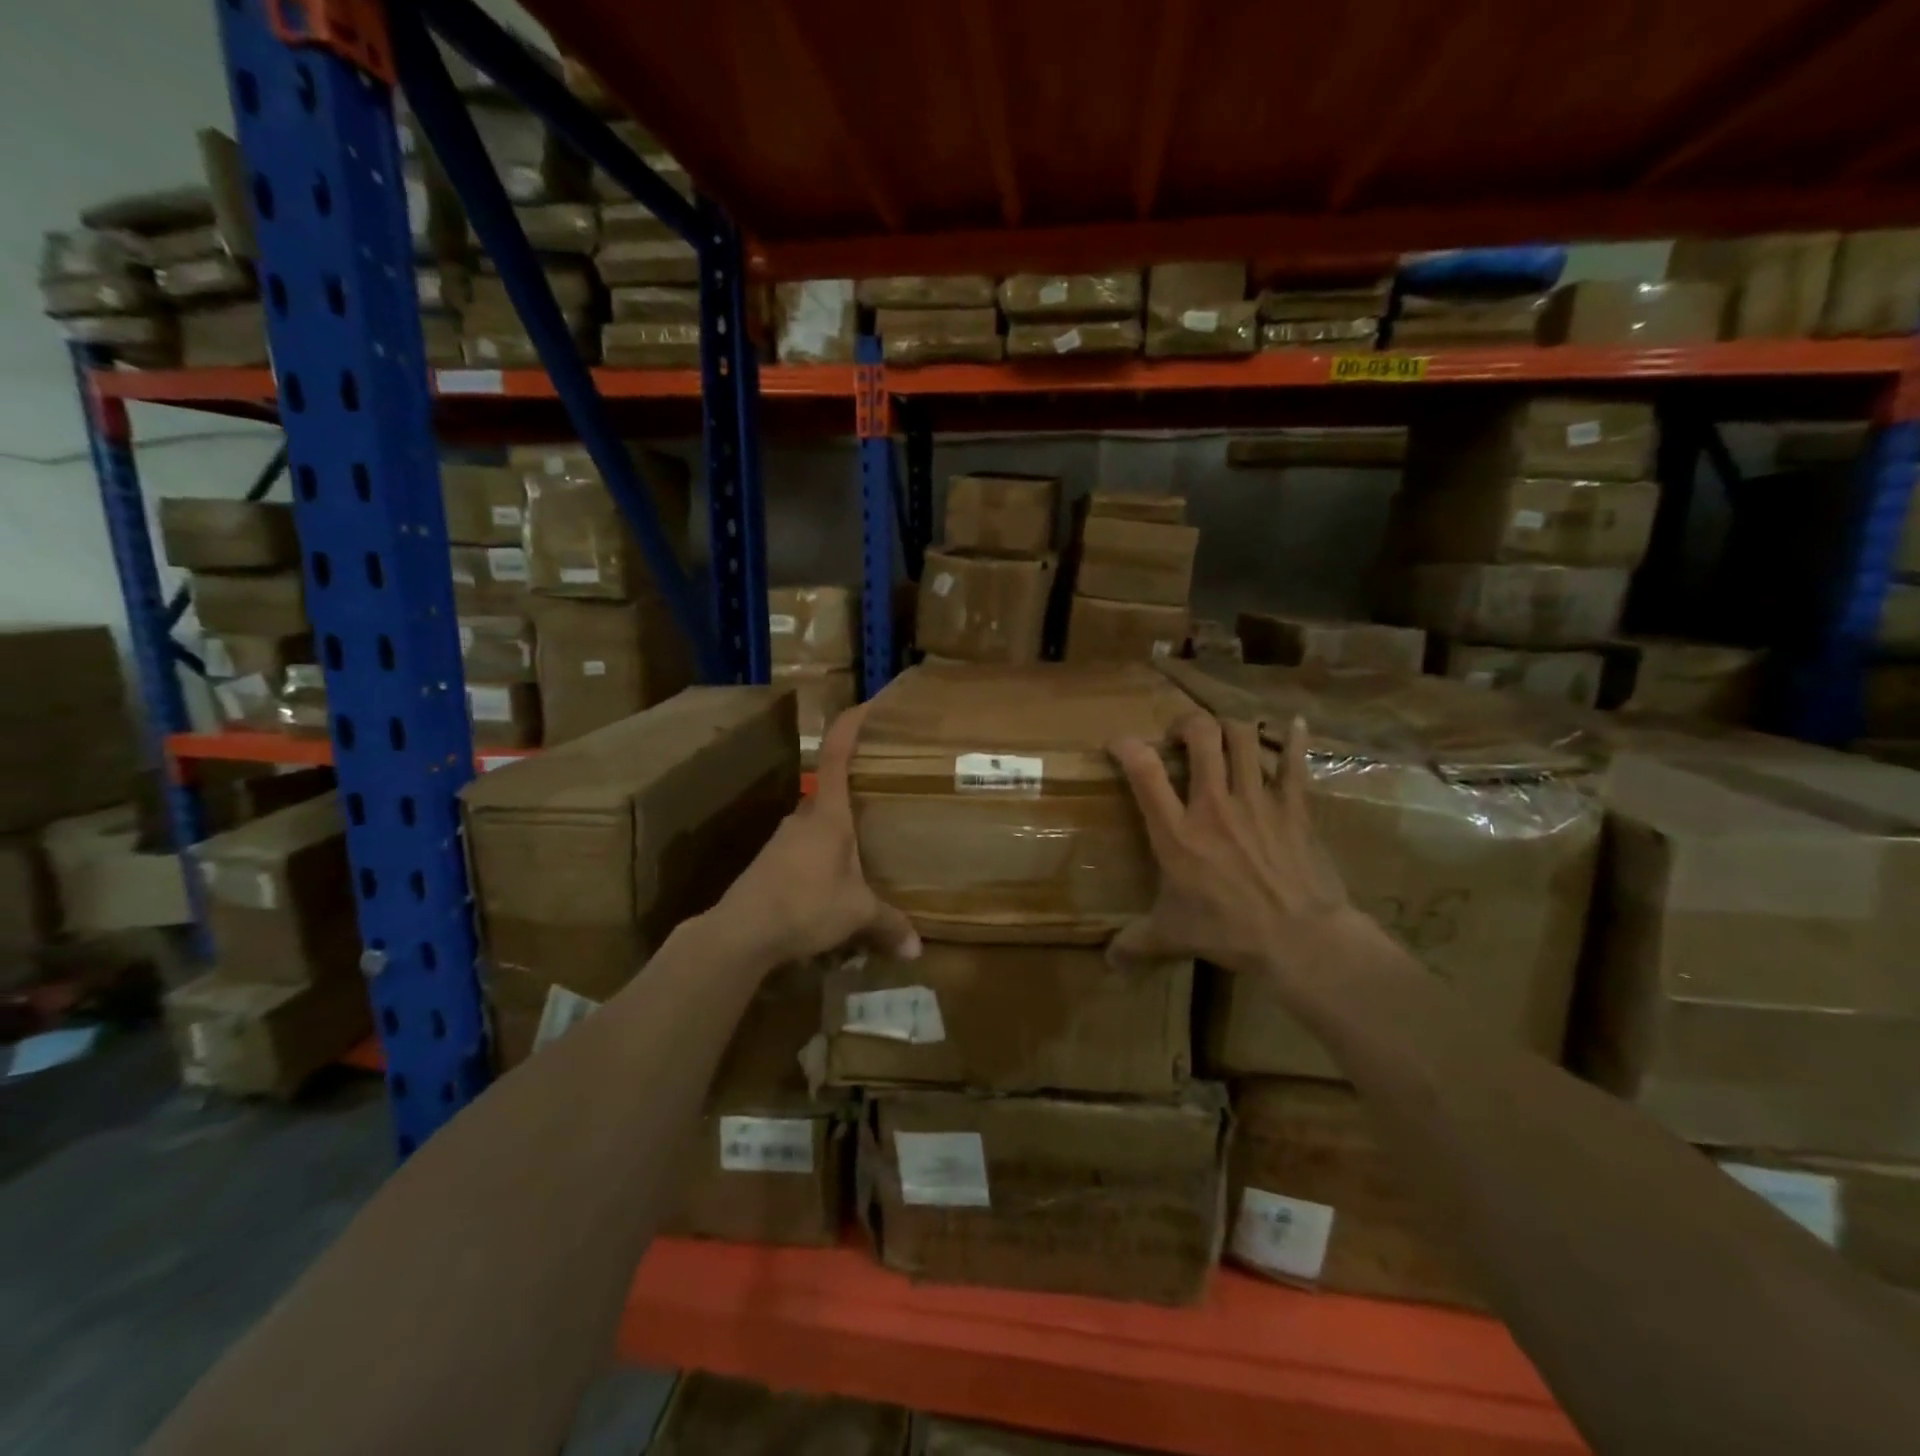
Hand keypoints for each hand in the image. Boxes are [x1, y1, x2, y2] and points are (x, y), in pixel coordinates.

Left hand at [715, 703, 920, 964]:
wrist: (741, 932)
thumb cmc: (806, 905)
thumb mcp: (856, 914)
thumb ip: (889, 925)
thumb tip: (918, 950)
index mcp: (828, 815)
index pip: (837, 755)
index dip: (850, 726)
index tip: (867, 705)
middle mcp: (803, 818)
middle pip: (830, 791)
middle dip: (855, 791)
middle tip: (883, 796)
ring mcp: (782, 840)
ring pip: (816, 824)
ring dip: (837, 831)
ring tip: (864, 847)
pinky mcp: (769, 863)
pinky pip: (804, 850)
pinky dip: (821, 857)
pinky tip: (833, 882)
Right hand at [1108, 712, 1356, 978]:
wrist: (1300, 940)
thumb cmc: (1229, 932)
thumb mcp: (1173, 935)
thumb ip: (1136, 942)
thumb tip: (1107, 962)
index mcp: (1177, 832)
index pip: (1144, 771)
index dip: (1127, 746)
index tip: (1119, 743)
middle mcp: (1214, 805)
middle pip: (1202, 737)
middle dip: (1188, 724)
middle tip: (1182, 736)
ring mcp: (1257, 801)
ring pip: (1245, 738)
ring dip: (1231, 727)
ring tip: (1224, 735)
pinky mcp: (1293, 807)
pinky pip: (1293, 762)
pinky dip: (1292, 739)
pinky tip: (1292, 723)